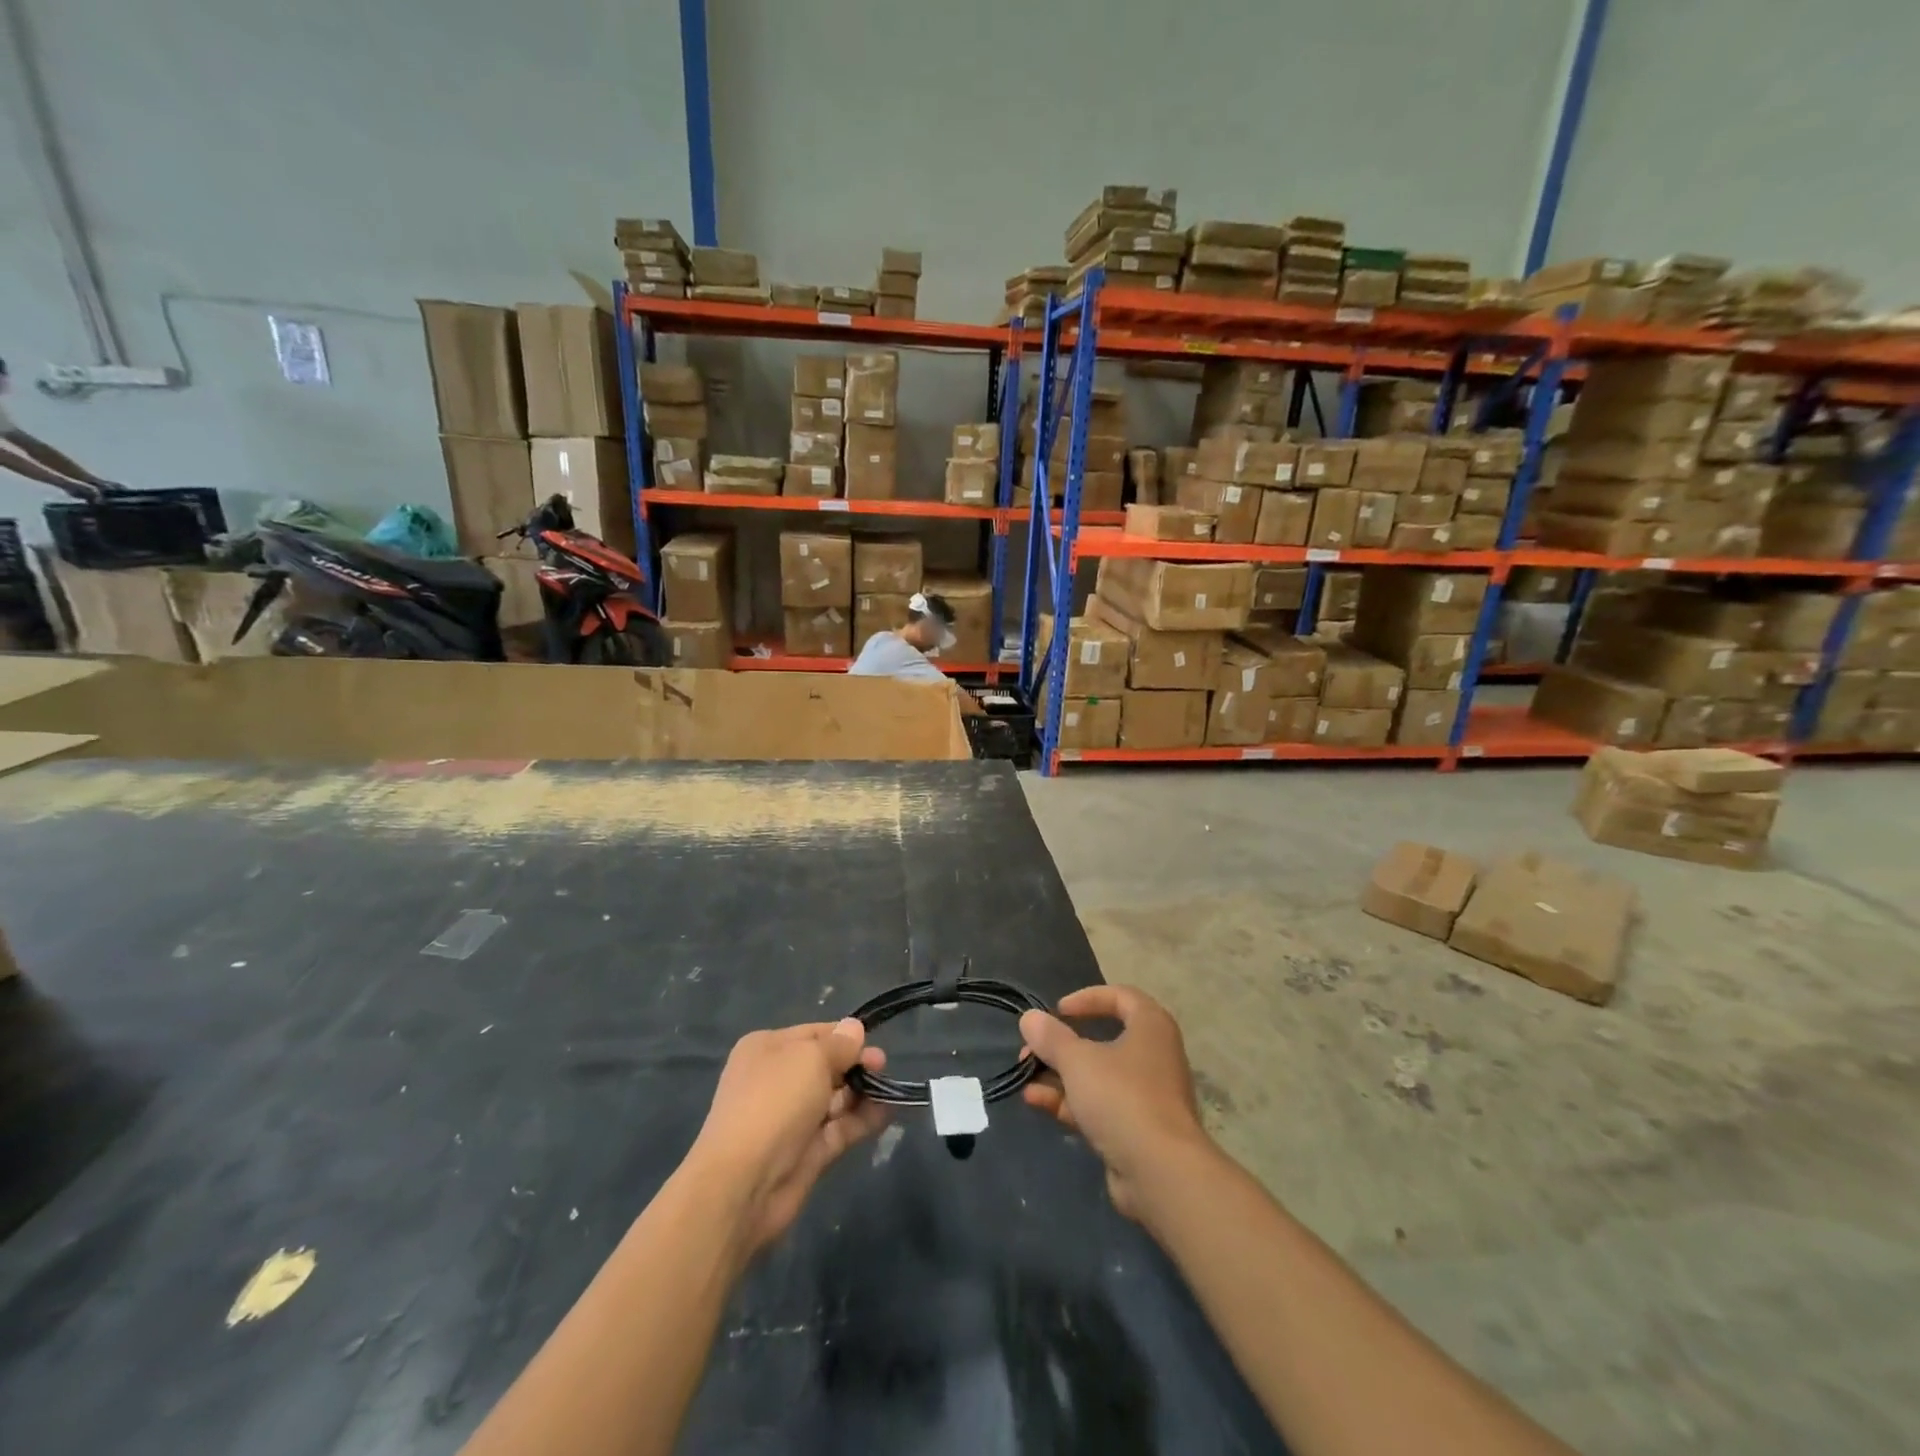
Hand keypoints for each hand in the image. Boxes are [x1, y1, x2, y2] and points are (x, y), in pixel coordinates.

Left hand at [689, 1019, 887, 1253]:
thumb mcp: (810, 1058)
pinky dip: (863, 1119)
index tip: (873, 1041)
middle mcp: (777, 1080)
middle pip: (826, 1066)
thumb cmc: (775, 1101)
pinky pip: (840, 1128)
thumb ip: (839, 1044)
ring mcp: (792, 1119)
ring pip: (835, 1098)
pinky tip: (888, 1111)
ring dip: (862, 1092)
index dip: (844, 1036)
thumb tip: (854, 1028)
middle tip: (882, 1066)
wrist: (744, 1182)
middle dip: (855, 1064)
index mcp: (767, 1049)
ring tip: (888, 1089)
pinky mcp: (807, 1152)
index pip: (814, 1034)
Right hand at [1019, 986, 1209, 1219]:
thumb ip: (1051, 1037)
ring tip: (1025, 1078)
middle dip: (1062, 1045)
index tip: (1058, 1011)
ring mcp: (1145, 1095)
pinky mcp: (1135, 1129)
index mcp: (1151, 1027)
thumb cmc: (1122, 1098)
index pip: (1121, 997)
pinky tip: (1036, 1102)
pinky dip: (1069, 1101)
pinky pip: (1099, 1105)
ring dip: (1059, 1075)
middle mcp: (1153, 1056)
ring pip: (1097, 1076)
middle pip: (1102, 1039)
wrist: (1161, 1173)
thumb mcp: (1078, 1061)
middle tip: (1032, 1050)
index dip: (1087, 999)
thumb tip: (1029, 1018)